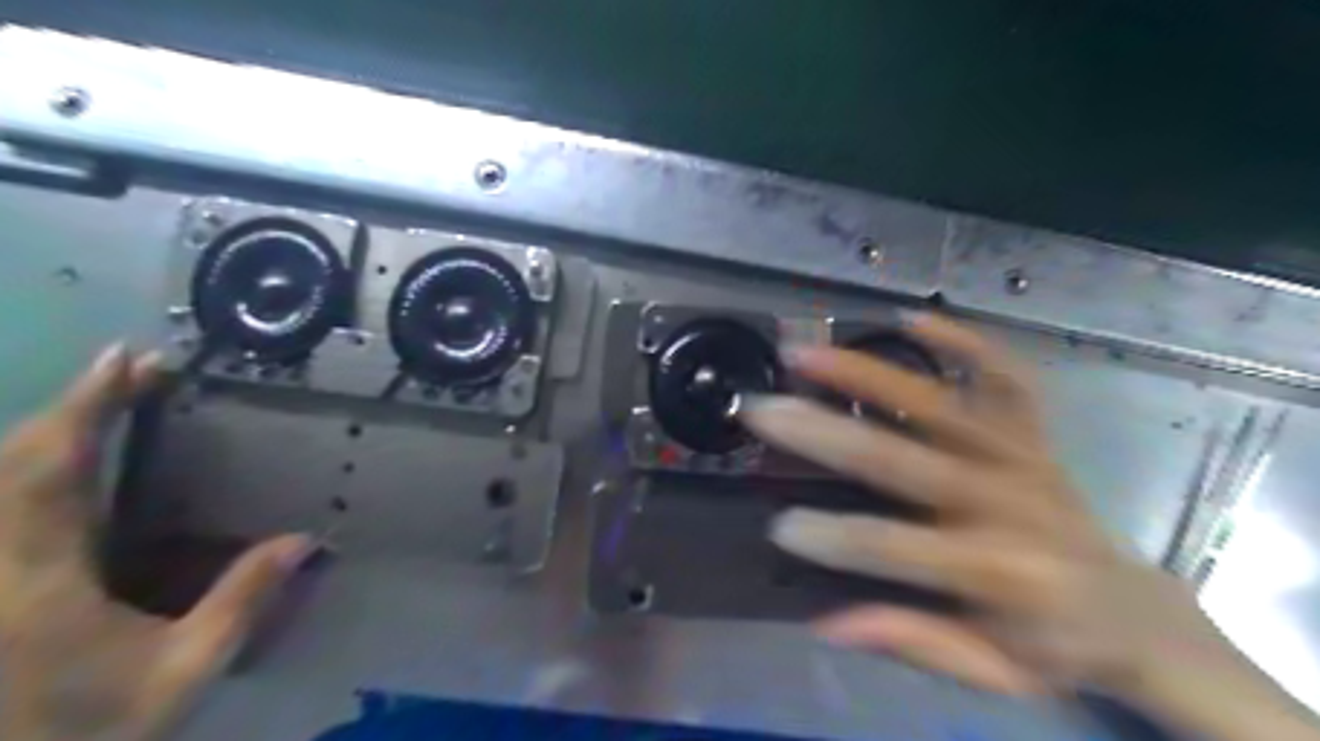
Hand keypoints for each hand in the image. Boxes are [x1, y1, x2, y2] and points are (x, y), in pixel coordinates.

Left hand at [0, 348, 312, 740]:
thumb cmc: (80, 733)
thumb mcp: (181, 672)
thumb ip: (242, 602)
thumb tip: (307, 540)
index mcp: (36, 577)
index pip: (56, 469)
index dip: (88, 407)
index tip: (129, 359)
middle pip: (18, 460)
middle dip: (75, 404)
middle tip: (133, 366)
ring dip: (51, 428)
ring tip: (106, 397)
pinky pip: (2, 501)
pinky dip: (33, 465)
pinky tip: (67, 457)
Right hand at [742, 313, 1319, 740]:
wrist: (1131, 610)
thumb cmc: (1052, 645)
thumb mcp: (990, 669)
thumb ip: (914, 641)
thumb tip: (828, 624)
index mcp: (998, 573)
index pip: (896, 549)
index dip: (836, 538)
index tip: (778, 525)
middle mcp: (1007, 503)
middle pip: (902, 459)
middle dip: (824, 434)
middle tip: (764, 410)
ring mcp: (1021, 457)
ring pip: (938, 404)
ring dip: (867, 372)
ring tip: (806, 352)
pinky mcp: (1032, 433)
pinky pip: (1005, 376)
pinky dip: (963, 342)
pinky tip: (910, 318)